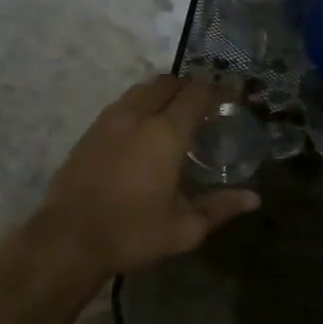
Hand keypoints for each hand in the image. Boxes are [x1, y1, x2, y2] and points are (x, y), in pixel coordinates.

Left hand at [36, 75, 259, 276]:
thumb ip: (220, 207)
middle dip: (189, 86)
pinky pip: (121, 104)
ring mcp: (109, 120)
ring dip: (162, 93)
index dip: (217, 89)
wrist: (68, 240)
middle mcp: (137, 116)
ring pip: (141, 90)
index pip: (196, 93)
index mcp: (165, 133)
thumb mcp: (184, 229)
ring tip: (175, 114)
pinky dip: (139, 105)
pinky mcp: (90, 131)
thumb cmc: (132, 233)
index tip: (232, 95)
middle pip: (167, 83)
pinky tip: (143, 129)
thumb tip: (254, 199)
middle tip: (205, 105)